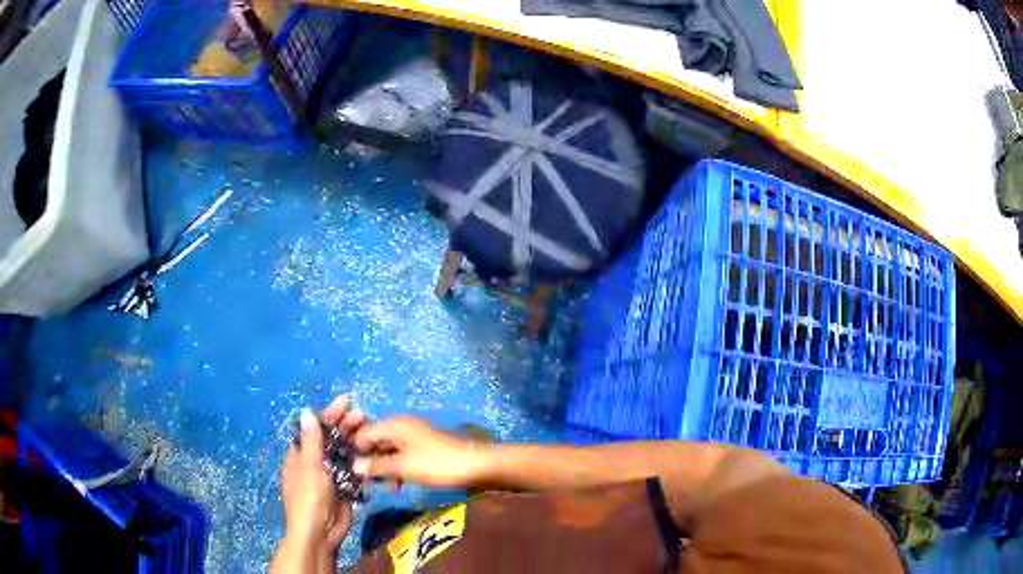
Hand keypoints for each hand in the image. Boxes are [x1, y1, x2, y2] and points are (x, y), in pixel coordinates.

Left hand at [280, 396, 367, 559]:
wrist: (320, 533)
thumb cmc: (309, 497)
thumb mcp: (310, 467)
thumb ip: (312, 441)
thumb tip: (307, 411)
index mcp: (301, 454)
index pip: (316, 427)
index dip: (330, 414)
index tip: (346, 401)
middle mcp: (315, 461)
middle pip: (331, 438)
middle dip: (346, 426)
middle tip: (364, 416)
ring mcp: (329, 475)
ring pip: (344, 453)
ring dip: (356, 442)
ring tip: (373, 432)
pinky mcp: (343, 487)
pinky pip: (353, 470)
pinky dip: (362, 461)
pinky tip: (375, 454)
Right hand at [350, 416, 488, 488]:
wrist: (476, 465)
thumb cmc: (436, 464)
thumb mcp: (403, 467)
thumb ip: (377, 465)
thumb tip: (354, 466)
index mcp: (395, 424)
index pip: (364, 432)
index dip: (356, 450)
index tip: (351, 470)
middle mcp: (403, 425)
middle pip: (377, 440)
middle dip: (370, 460)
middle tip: (365, 482)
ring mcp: (416, 435)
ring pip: (391, 450)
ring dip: (384, 467)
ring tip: (381, 487)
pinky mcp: (426, 447)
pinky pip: (404, 455)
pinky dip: (398, 468)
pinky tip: (399, 485)